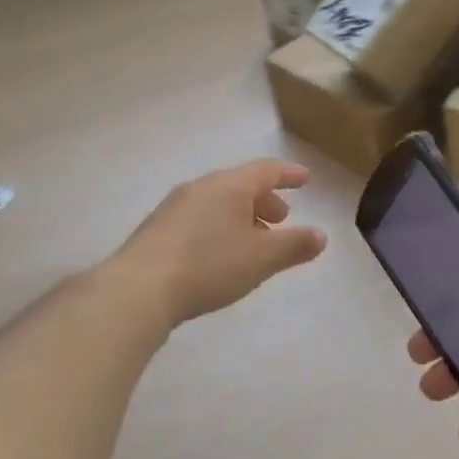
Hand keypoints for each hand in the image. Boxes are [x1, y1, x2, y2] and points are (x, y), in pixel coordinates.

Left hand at [112, 160, 327, 326]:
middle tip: (281, 221)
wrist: (137, 289)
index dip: (289, 174)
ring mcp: (175, 207)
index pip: (267, 170)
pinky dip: (220, 227)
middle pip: (241, 185)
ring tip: (253, 242)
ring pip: (219, 202)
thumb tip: (321, 236)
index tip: (306, 179)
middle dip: (265, 200)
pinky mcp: (157, 229)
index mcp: (229, 185)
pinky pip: (200, 218)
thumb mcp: (261, 258)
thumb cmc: (209, 265)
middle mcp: (201, 187)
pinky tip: (220, 255)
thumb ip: (294, 246)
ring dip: (242, 216)